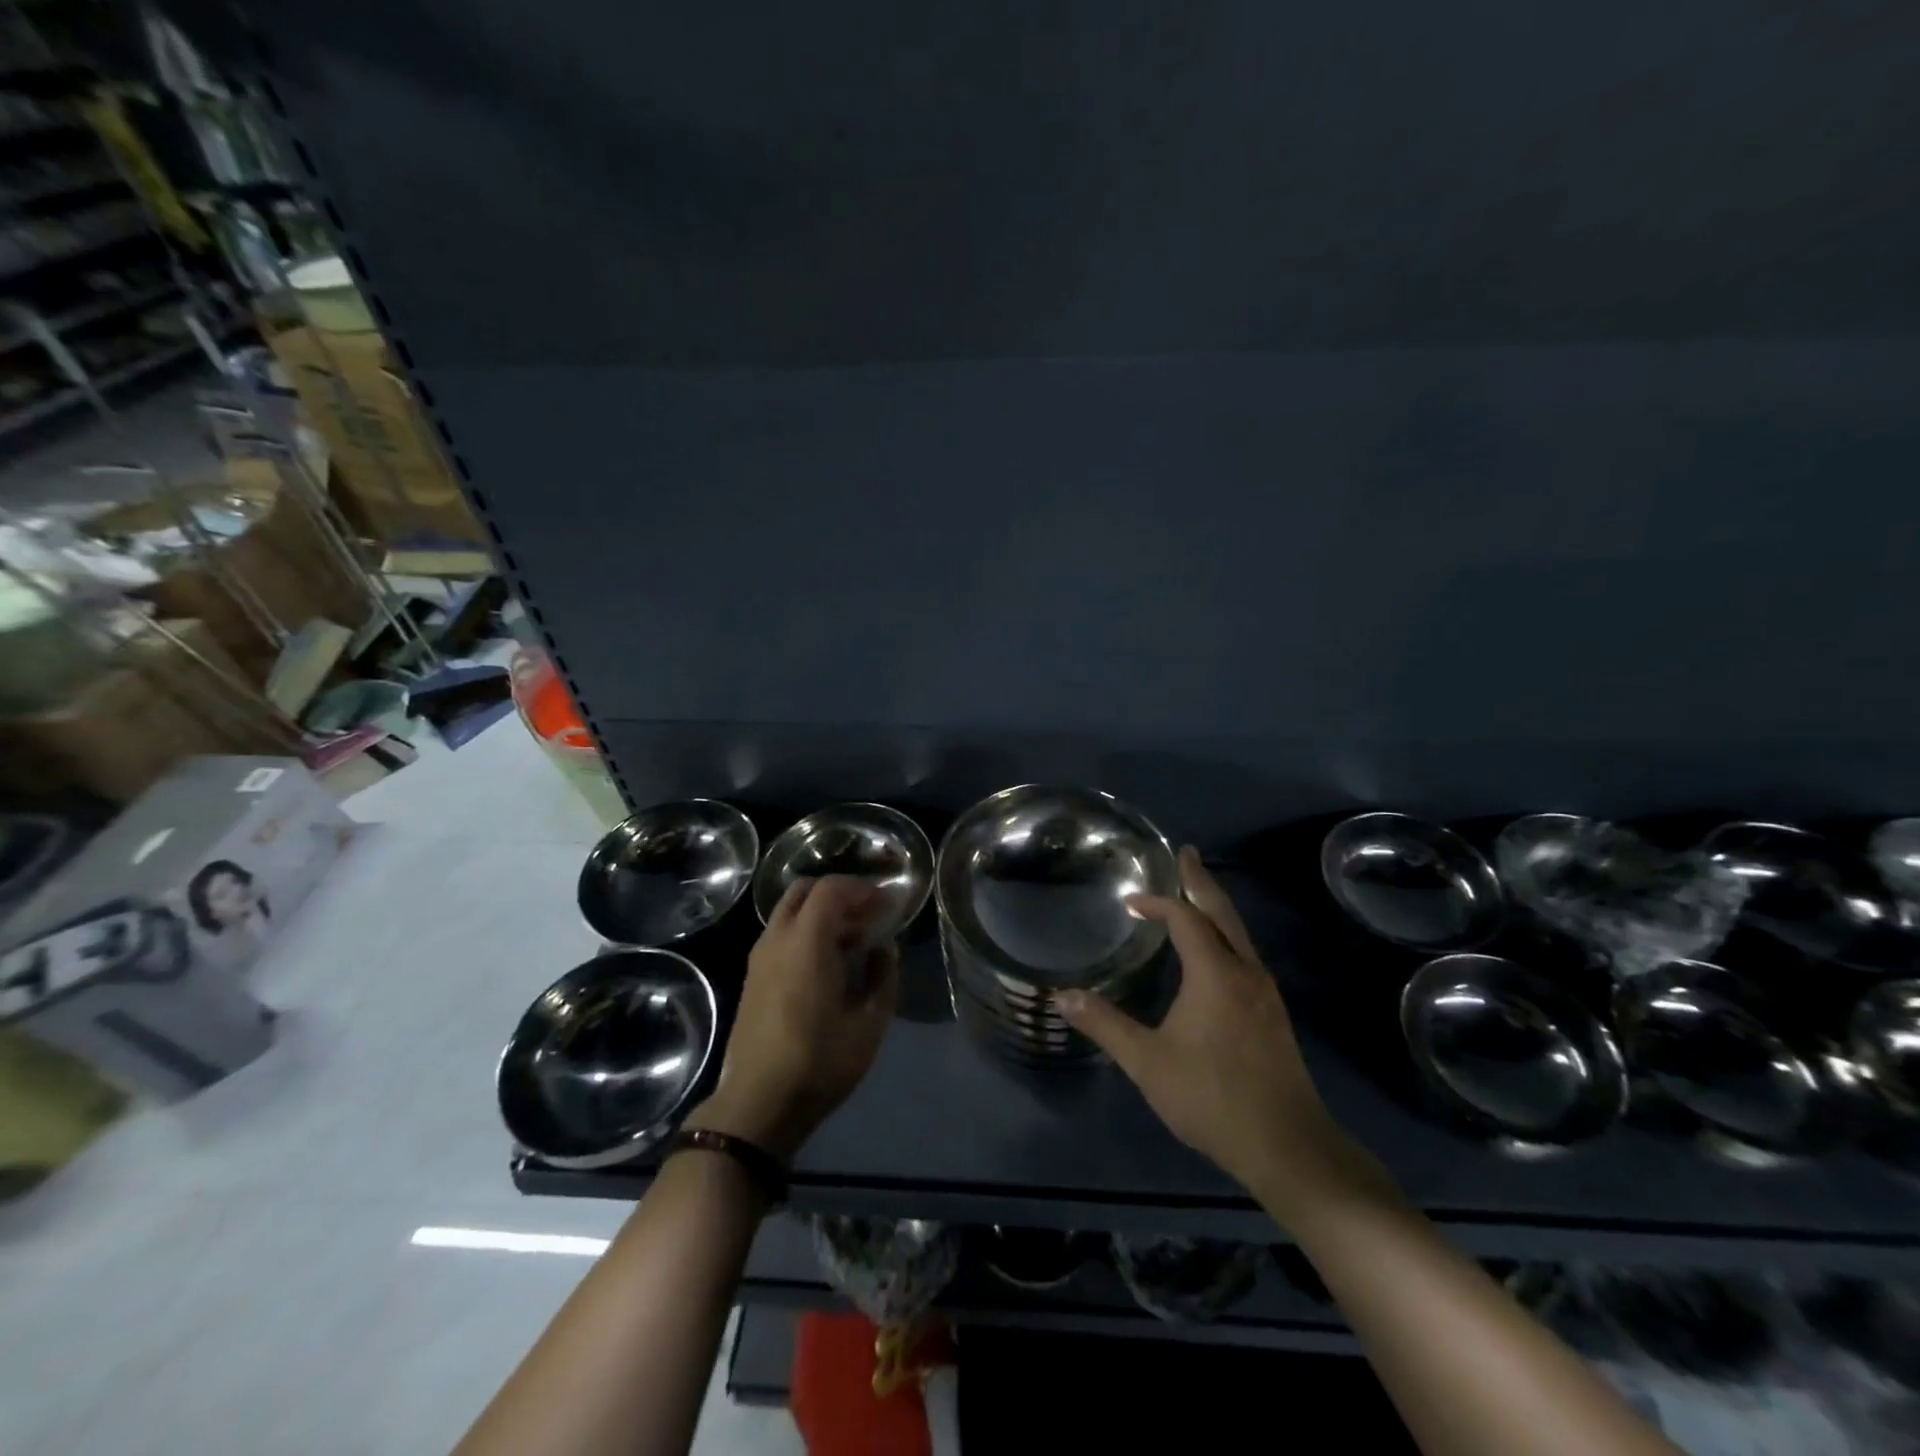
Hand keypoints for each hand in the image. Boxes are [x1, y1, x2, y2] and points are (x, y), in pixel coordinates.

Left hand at [686, 876, 898, 1161]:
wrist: (757, 1105)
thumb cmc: (819, 1063)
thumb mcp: (868, 1024)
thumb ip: (882, 976)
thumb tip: (883, 949)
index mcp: (806, 942)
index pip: (831, 889)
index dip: (862, 889)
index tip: (887, 904)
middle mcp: (777, 939)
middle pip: (804, 891)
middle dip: (840, 894)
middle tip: (868, 915)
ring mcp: (759, 957)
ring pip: (789, 912)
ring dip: (821, 913)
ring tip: (853, 940)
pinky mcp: (752, 977)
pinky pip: (781, 934)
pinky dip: (806, 931)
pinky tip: (828, 962)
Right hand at [1057, 847, 1342, 1202]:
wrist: (1287, 1146)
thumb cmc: (1212, 1097)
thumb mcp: (1148, 1062)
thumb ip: (1105, 1025)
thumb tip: (1063, 997)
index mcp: (1215, 974)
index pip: (1186, 919)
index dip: (1158, 904)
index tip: (1131, 901)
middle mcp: (1245, 972)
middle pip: (1222, 913)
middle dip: (1201, 881)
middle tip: (1187, 853)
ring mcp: (1265, 992)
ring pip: (1239, 934)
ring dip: (1215, 908)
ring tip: (1196, 893)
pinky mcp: (1272, 1013)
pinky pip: (1245, 954)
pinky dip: (1225, 934)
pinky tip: (1215, 951)